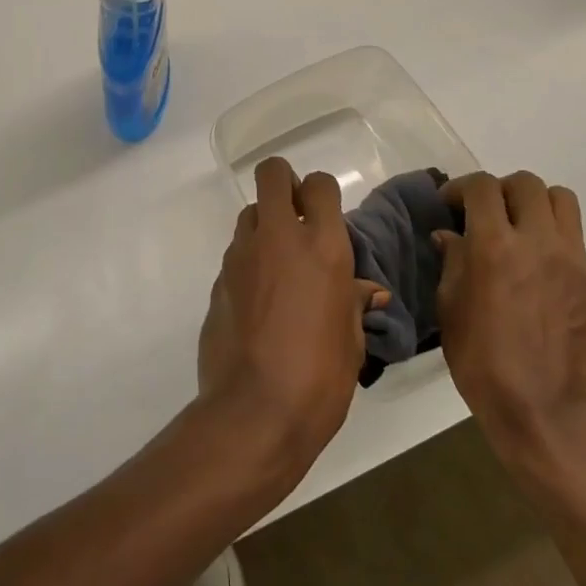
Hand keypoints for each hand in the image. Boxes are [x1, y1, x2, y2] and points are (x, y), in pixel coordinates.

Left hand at [197, 158, 386, 478]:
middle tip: (296, 214)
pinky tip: (260, 299)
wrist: (254, 411)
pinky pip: (236, 253)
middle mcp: (278, 238)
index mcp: (322, 247)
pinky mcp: (218, 279)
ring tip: (279, 262)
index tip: (325, 214)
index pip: (319, 185)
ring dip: (265, 224)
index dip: (322, 192)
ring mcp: (242, 256)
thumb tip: (366, 291)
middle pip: (272, 174)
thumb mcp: (351, 341)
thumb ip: (352, 302)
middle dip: (284, 182)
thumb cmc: (320, 378)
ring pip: (250, 213)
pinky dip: (250, 262)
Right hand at [434, 171, 585, 471]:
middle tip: (485, 213)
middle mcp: (539, 243)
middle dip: (501, 190)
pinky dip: (552, 243)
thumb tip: (451, 235)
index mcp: (496, 246)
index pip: (483, 187)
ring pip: (562, 201)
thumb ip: (453, 261)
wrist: (542, 411)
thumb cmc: (481, 360)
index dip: (462, 187)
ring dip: (535, 204)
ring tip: (518, 229)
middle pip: (527, 183)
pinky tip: (537, 274)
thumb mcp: (450, 307)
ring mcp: (574, 262)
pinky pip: (574, 243)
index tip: (450, 203)